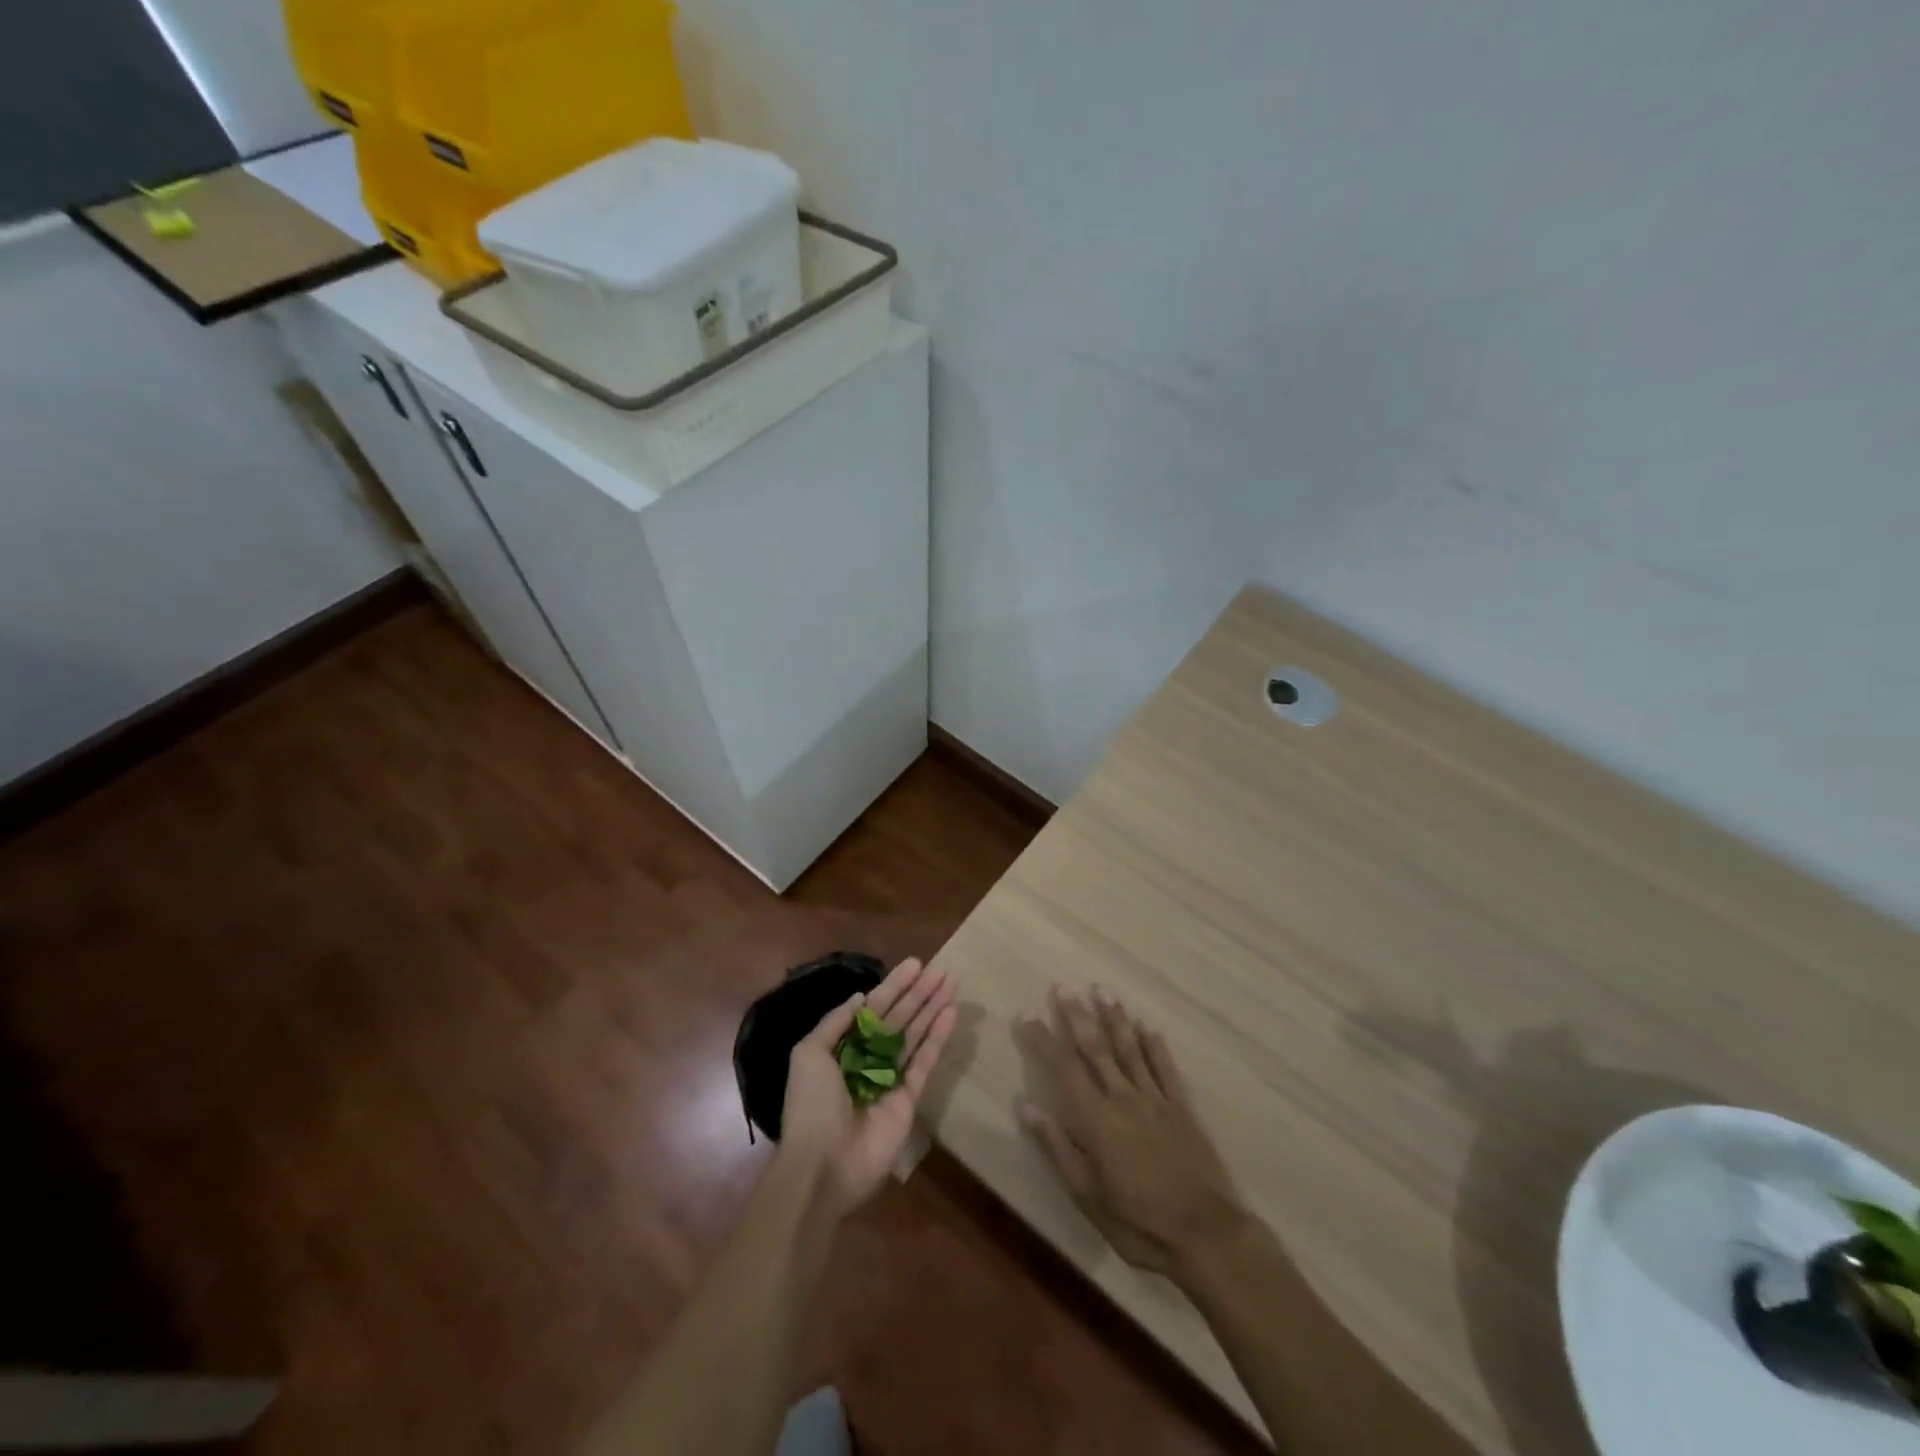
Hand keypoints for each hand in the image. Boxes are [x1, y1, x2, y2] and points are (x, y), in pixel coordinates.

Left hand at [779, 957, 957, 1220]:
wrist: (822, 1167)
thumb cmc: (810, 1106)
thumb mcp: (809, 1055)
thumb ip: (836, 1022)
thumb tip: (861, 997)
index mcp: (842, 1047)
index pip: (873, 1008)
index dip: (894, 986)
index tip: (915, 964)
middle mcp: (868, 1058)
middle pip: (898, 1018)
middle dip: (919, 993)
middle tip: (942, 970)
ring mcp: (890, 1078)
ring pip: (915, 1034)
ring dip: (932, 1008)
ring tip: (951, 983)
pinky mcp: (909, 1098)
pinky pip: (925, 1062)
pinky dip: (937, 1038)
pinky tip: (950, 1013)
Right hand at [1016, 987, 1246, 1279]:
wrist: (1206, 1236)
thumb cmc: (1139, 1223)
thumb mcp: (1088, 1196)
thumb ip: (1059, 1148)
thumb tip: (1028, 1106)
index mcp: (1098, 1120)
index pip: (1065, 1069)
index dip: (1044, 1040)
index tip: (1027, 1015)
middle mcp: (1125, 1099)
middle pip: (1097, 1050)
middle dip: (1078, 1017)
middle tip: (1064, 987)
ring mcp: (1157, 1101)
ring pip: (1131, 1051)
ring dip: (1115, 1019)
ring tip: (1103, 991)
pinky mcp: (1183, 1110)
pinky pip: (1167, 1071)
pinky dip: (1156, 1048)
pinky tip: (1149, 1028)